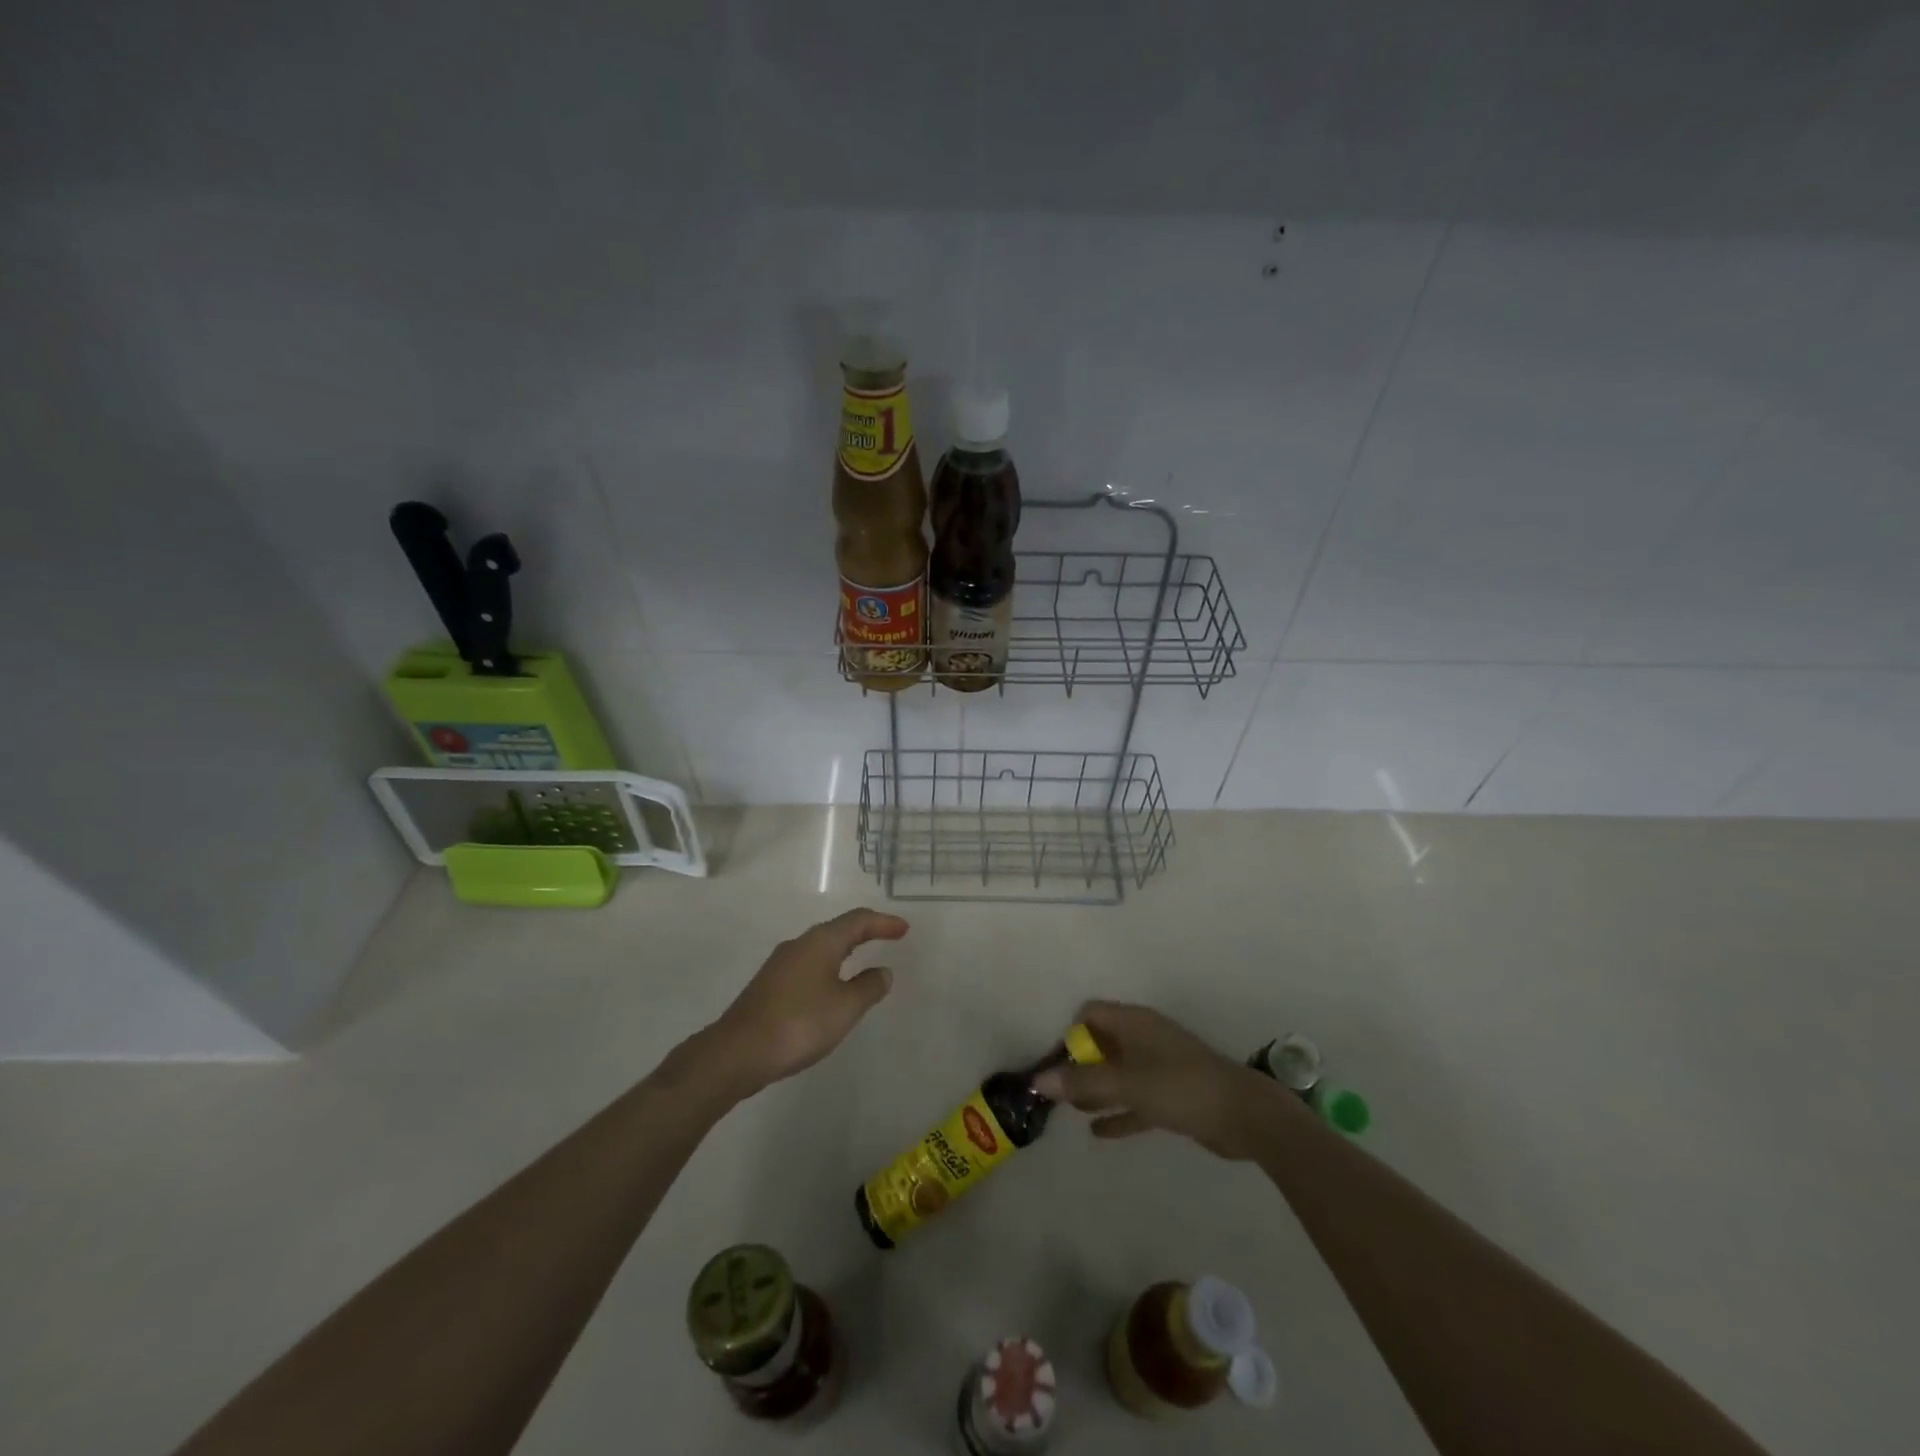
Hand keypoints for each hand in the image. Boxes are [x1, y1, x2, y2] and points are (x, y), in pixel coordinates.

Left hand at [707, 908, 907, 1096]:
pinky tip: (831, 985)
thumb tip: (883, 971)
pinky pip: (809, 964)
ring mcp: (780, 964)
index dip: (883, 923)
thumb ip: (868, 987)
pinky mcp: (770, 984)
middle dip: (865, 931)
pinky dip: (829, 965)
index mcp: (820, 942)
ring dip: (845, 948)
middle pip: (838, 929)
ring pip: (821, 947)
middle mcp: (799, 944)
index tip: (904, 929)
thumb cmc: (799, 1024)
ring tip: (863, 958)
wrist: (737, 1052)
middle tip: (888, 936)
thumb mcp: (845, 1008)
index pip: (858, 921)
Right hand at [1032, 1001, 1279, 1159]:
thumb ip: (1082, 1082)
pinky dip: (1117, 1112)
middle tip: (1055, 1091)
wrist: (1243, 1116)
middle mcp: (1144, 1038)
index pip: (1090, 1014)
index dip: (1069, 1034)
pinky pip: (1135, 1100)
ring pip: (1118, 1073)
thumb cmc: (1180, 1087)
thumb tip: (1038, 1080)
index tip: (1054, 1064)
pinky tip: (1097, 1132)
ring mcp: (1159, 1067)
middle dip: (1078, 1064)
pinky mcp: (1171, 1095)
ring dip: (1096, 1089)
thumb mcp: (1127, 1083)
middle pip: (1101, 1043)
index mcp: (1134, 1022)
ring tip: (1069, 1109)